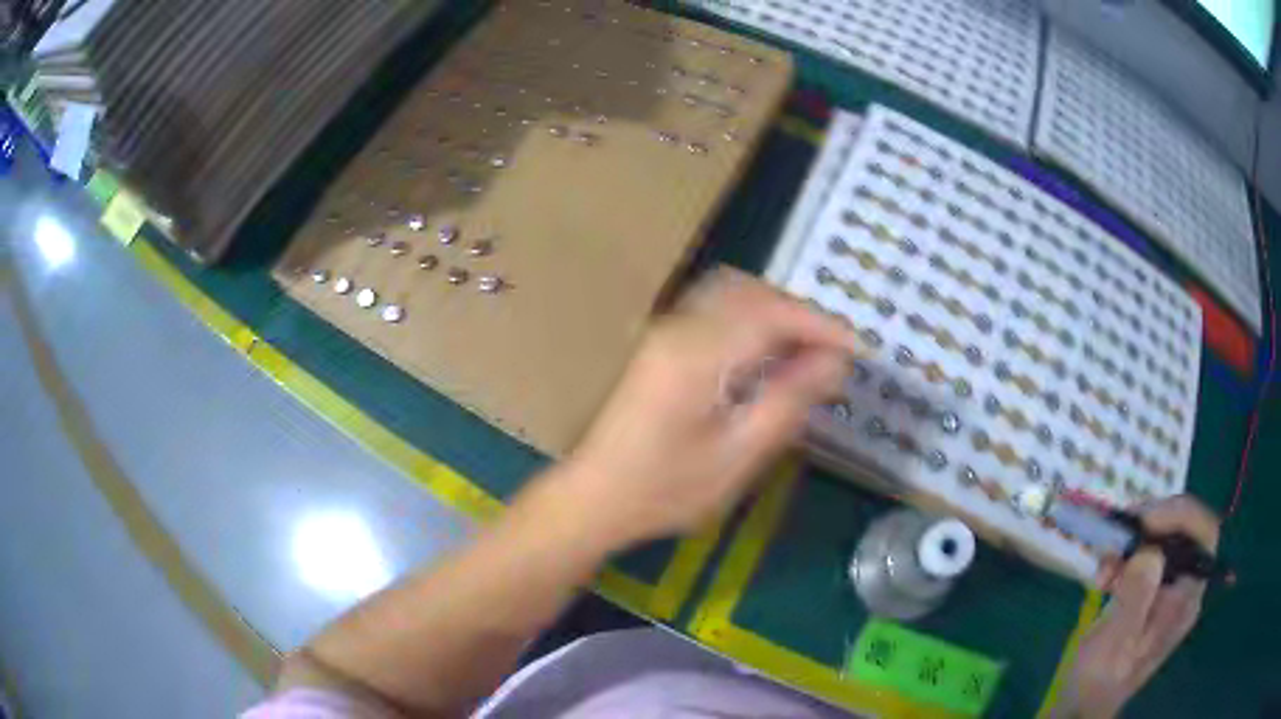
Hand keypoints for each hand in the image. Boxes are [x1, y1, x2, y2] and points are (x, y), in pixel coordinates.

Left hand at [560, 267, 857, 546]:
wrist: (594, 497)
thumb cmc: (664, 490)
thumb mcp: (737, 457)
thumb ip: (788, 402)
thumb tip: (834, 362)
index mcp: (697, 355)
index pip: (772, 313)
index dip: (821, 324)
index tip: (857, 349)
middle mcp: (678, 328)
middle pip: (751, 291)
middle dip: (799, 313)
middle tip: (832, 352)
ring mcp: (663, 332)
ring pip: (731, 293)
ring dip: (774, 310)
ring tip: (805, 351)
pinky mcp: (659, 344)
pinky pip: (714, 308)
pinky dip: (749, 317)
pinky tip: (764, 353)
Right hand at [1058, 496, 1219, 718]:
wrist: (1082, 706)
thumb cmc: (1098, 680)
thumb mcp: (1113, 644)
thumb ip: (1136, 598)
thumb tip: (1150, 552)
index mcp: (1187, 600)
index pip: (1205, 533)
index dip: (1181, 514)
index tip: (1145, 520)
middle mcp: (1186, 588)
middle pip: (1184, 531)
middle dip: (1151, 526)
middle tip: (1118, 535)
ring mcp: (1170, 591)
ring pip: (1164, 541)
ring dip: (1133, 543)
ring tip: (1104, 567)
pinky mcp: (1152, 593)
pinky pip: (1148, 558)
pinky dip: (1126, 557)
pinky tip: (1105, 576)